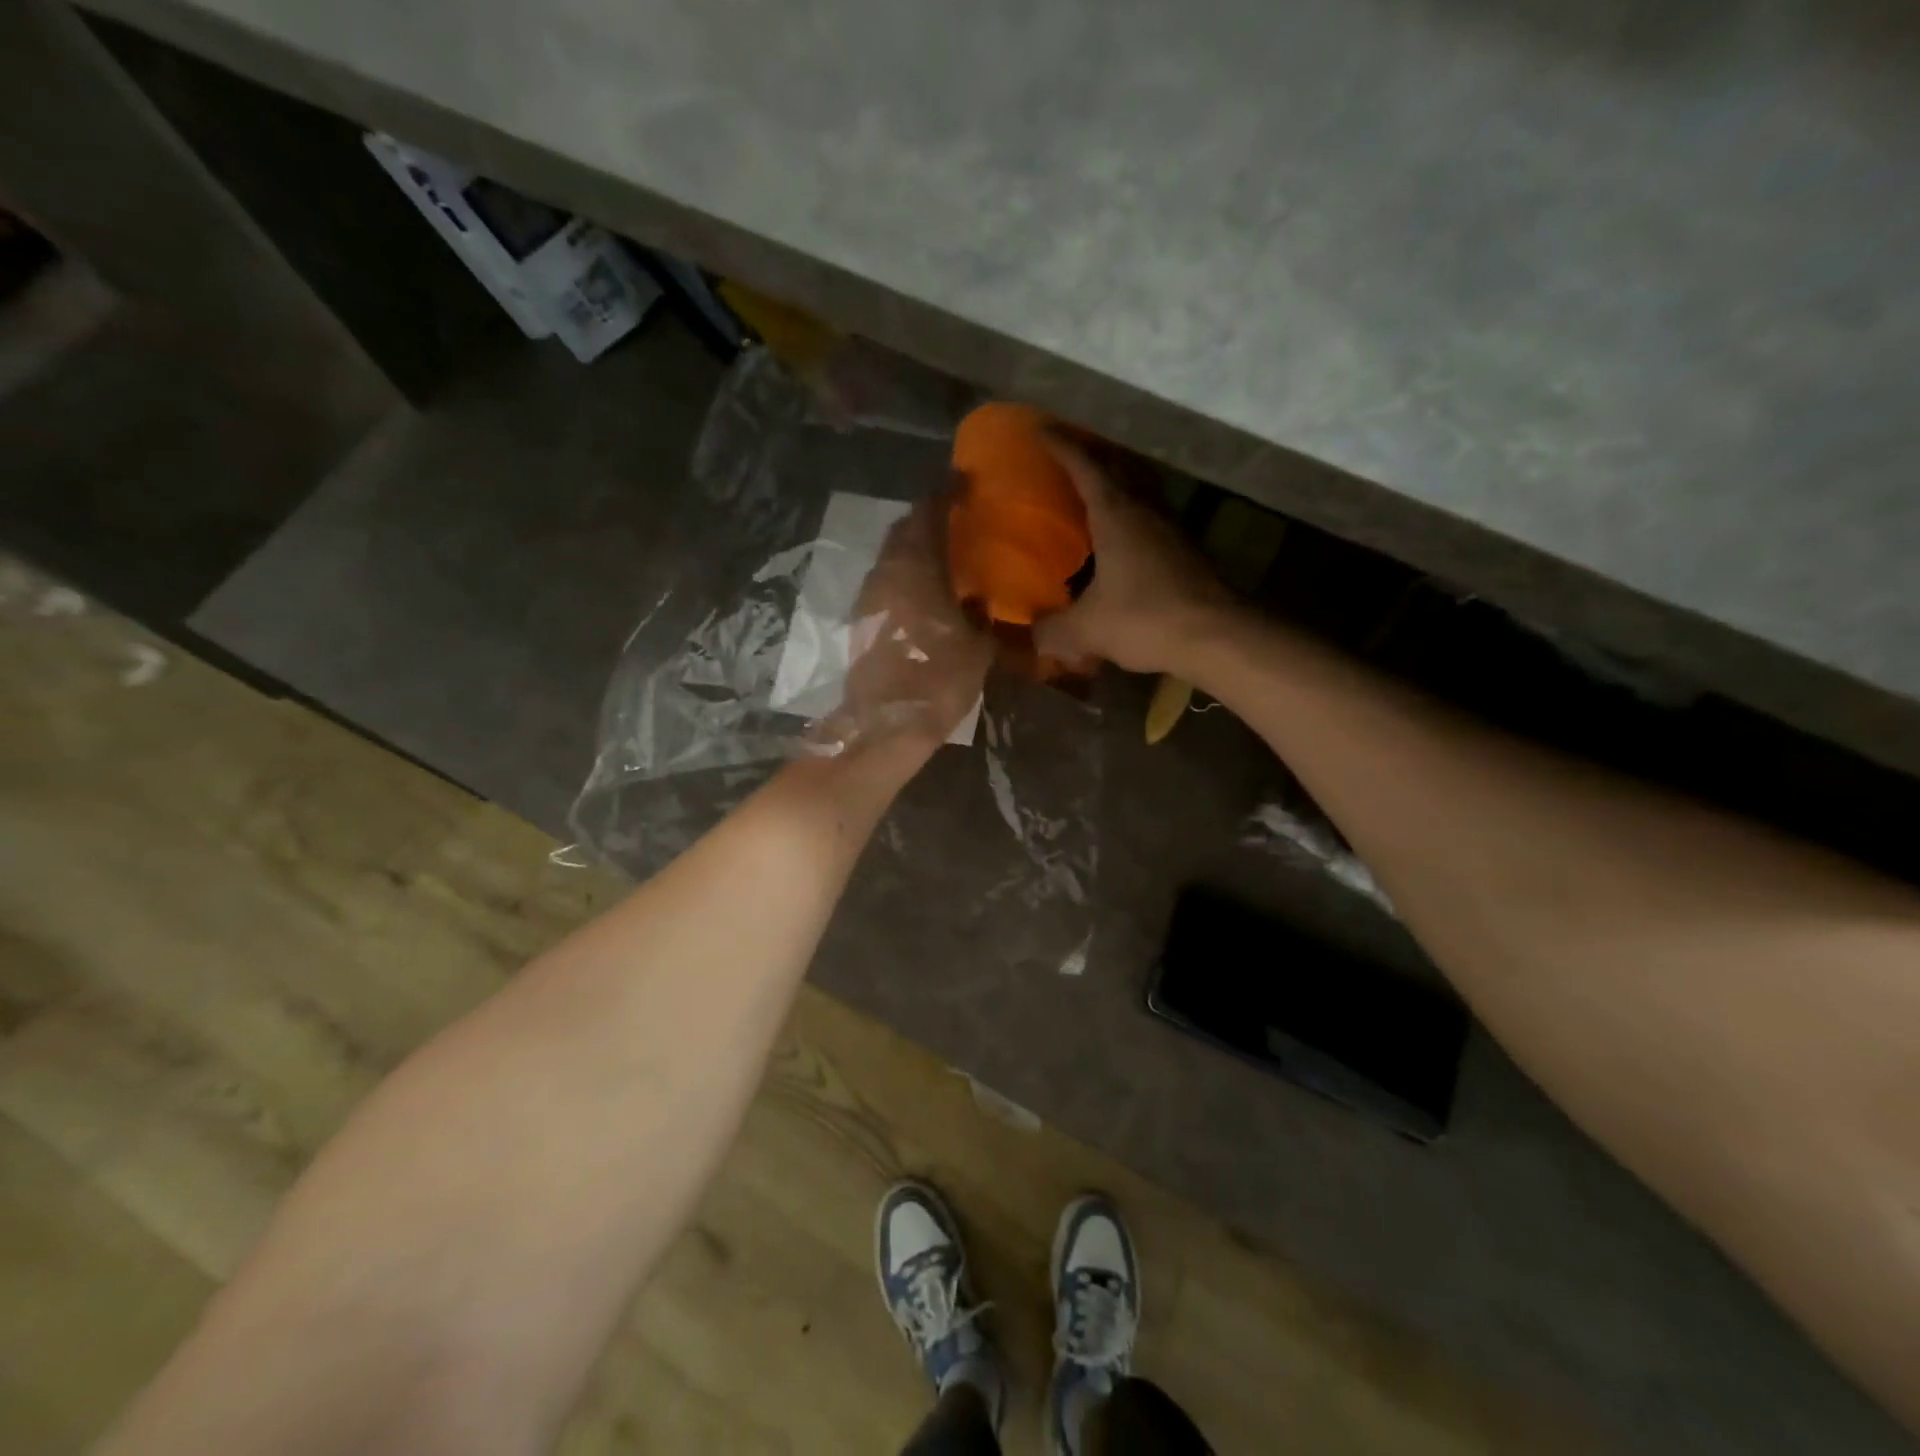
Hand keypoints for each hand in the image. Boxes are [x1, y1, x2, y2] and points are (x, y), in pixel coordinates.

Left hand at [819, 495, 992, 751]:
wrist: (884, 727)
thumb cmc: (936, 682)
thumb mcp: (977, 648)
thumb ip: (982, 616)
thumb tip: (979, 599)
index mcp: (916, 568)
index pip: (928, 514)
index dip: (946, 494)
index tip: (964, 482)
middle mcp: (886, 573)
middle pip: (904, 530)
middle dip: (927, 517)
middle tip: (954, 515)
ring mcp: (868, 597)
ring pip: (891, 555)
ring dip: (914, 546)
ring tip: (942, 550)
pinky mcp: (862, 621)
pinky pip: (886, 580)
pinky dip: (905, 573)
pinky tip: (924, 587)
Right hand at [1033, 434, 1234, 675]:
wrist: (1217, 638)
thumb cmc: (1146, 620)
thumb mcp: (1087, 630)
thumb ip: (1053, 630)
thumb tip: (1032, 634)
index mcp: (1116, 516)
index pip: (1085, 467)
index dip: (1062, 446)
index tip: (1041, 429)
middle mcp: (1146, 511)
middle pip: (1119, 469)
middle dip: (1093, 456)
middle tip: (1068, 456)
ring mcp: (1171, 530)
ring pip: (1141, 492)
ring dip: (1118, 484)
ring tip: (1093, 492)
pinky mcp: (1187, 553)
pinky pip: (1152, 520)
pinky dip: (1133, 517)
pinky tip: (1122, 540)